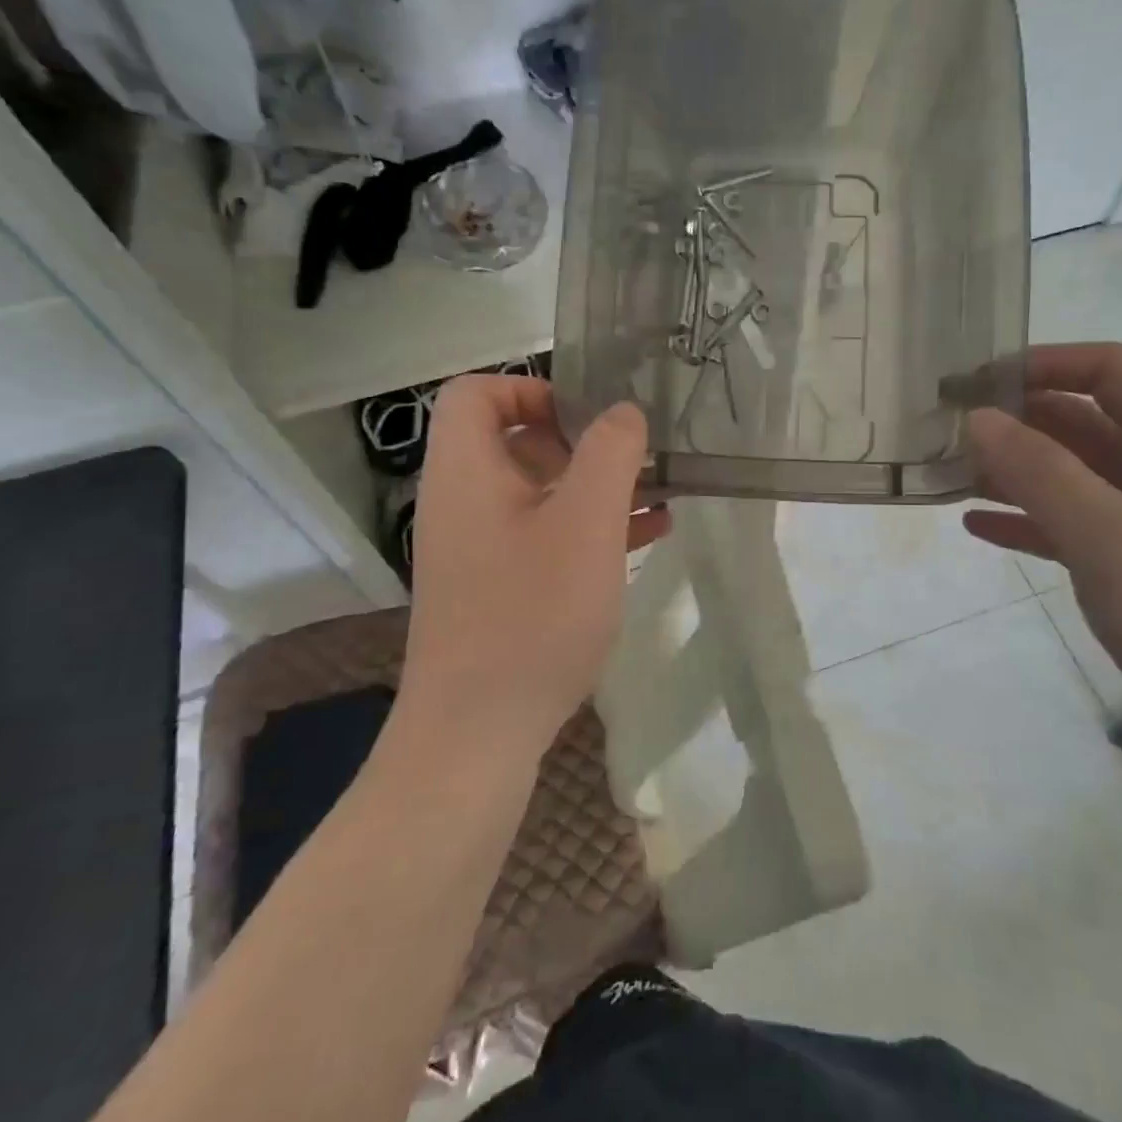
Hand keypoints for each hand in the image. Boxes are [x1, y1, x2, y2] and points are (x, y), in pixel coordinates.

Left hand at [397, 375, 667, 756]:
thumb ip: (610, 454)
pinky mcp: (497, 589)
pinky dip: (589, 529)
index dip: (529, 387)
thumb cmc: (531, 614)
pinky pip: (543, 537)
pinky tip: (646, 538)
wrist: (477, 734)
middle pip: (513, 441)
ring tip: (659, 494)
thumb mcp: (585, 523)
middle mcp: (462, 503)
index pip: (475, 393)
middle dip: (580, 441)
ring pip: (538, 493)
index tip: (587, 416)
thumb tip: (622, 413)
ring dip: (596, 487)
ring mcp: (478, 550)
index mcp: (466, 472)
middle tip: (634, 458)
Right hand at [963, 343, 1121, 755]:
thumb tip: (979, 418)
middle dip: (1018, 423)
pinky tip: (978, 528)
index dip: (1045, 364)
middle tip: (948, 434)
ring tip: (950, 478)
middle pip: (1084, 422)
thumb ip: (1039, 472)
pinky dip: (1028, 521)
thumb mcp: (1107, 535)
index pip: (1109, 371)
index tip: (978, 381)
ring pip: (1073, 476)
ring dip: (1015, 473)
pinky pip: (1072, 526)